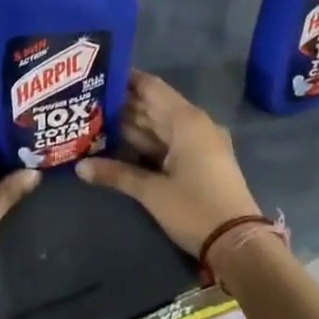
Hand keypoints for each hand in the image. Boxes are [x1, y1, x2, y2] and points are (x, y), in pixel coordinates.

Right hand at [76, 71, 259, 257]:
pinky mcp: (202, 161)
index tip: (97, 75)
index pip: (150, 87)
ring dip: (132, 125)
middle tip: (88, 101)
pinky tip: (120, 145)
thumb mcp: (152, 191)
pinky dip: (147, 142)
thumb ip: (116, 174)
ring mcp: (200, 143)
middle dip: (122, 104)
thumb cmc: (195, 208)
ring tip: (96, 120)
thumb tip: (80, 167)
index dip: (125, 80)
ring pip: (160, 126)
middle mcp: (195, 123)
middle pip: (154, 105)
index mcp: (185, 120)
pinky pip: (169, 142)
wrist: (238, 243)